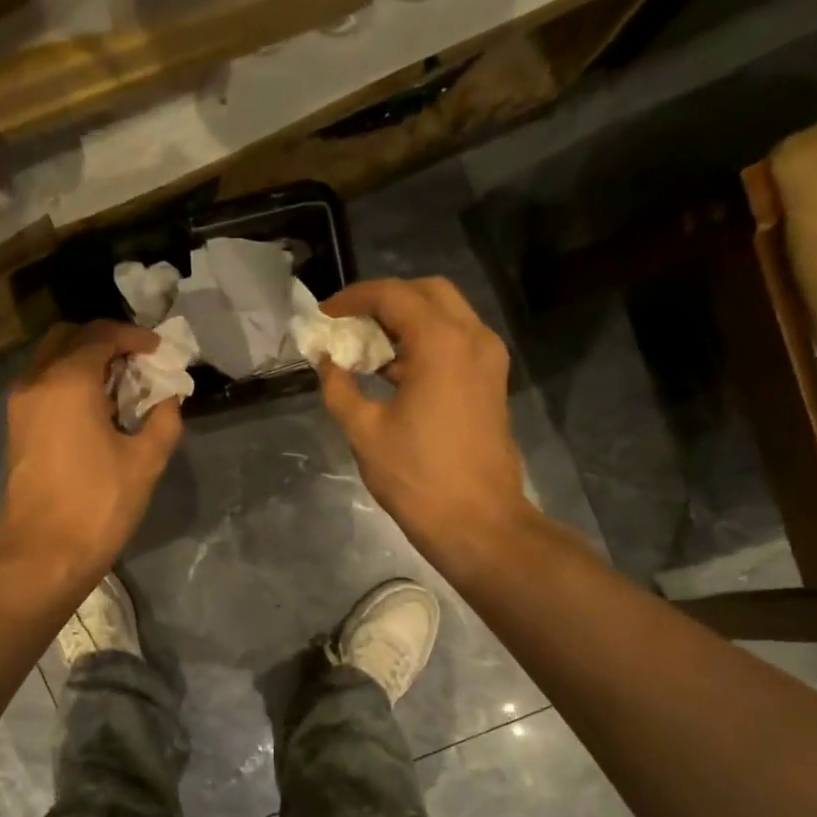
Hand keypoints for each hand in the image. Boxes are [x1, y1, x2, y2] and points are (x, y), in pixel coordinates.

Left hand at [0, 320, 182, 580]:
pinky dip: (69, 382)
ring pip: (52, 359)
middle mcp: (37, 380)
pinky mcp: (17, 427)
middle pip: (69, 337)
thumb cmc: (99, 504)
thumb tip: (168, 400)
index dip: (135, 338)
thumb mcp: (146, 461)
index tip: (159, 352)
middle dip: (105, 341)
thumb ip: (164, 420)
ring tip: (121, 386)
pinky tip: (98, 409)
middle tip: (137, 362)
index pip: (102, 336)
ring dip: (85, 361)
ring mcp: (21, 404)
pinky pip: (43, 384)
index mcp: (68, 381)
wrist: (45, 551)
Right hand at [317, 277, 533, 567]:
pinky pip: (457, 343)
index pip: (393, 295)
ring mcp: (488, 360)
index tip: (324, 317)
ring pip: (446, 316)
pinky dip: (425, 343)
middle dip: (384, 302)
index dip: (353, 299)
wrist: (478, 523)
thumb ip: (339, 388)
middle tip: (349, 326)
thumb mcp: (365, 432)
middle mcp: (472, 339)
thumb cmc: (417, 478)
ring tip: (366, 350)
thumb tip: (326, 362)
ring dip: (406, 322)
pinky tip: (394, 373)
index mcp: (441, 343)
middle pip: (427, 293)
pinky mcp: (491, 383)